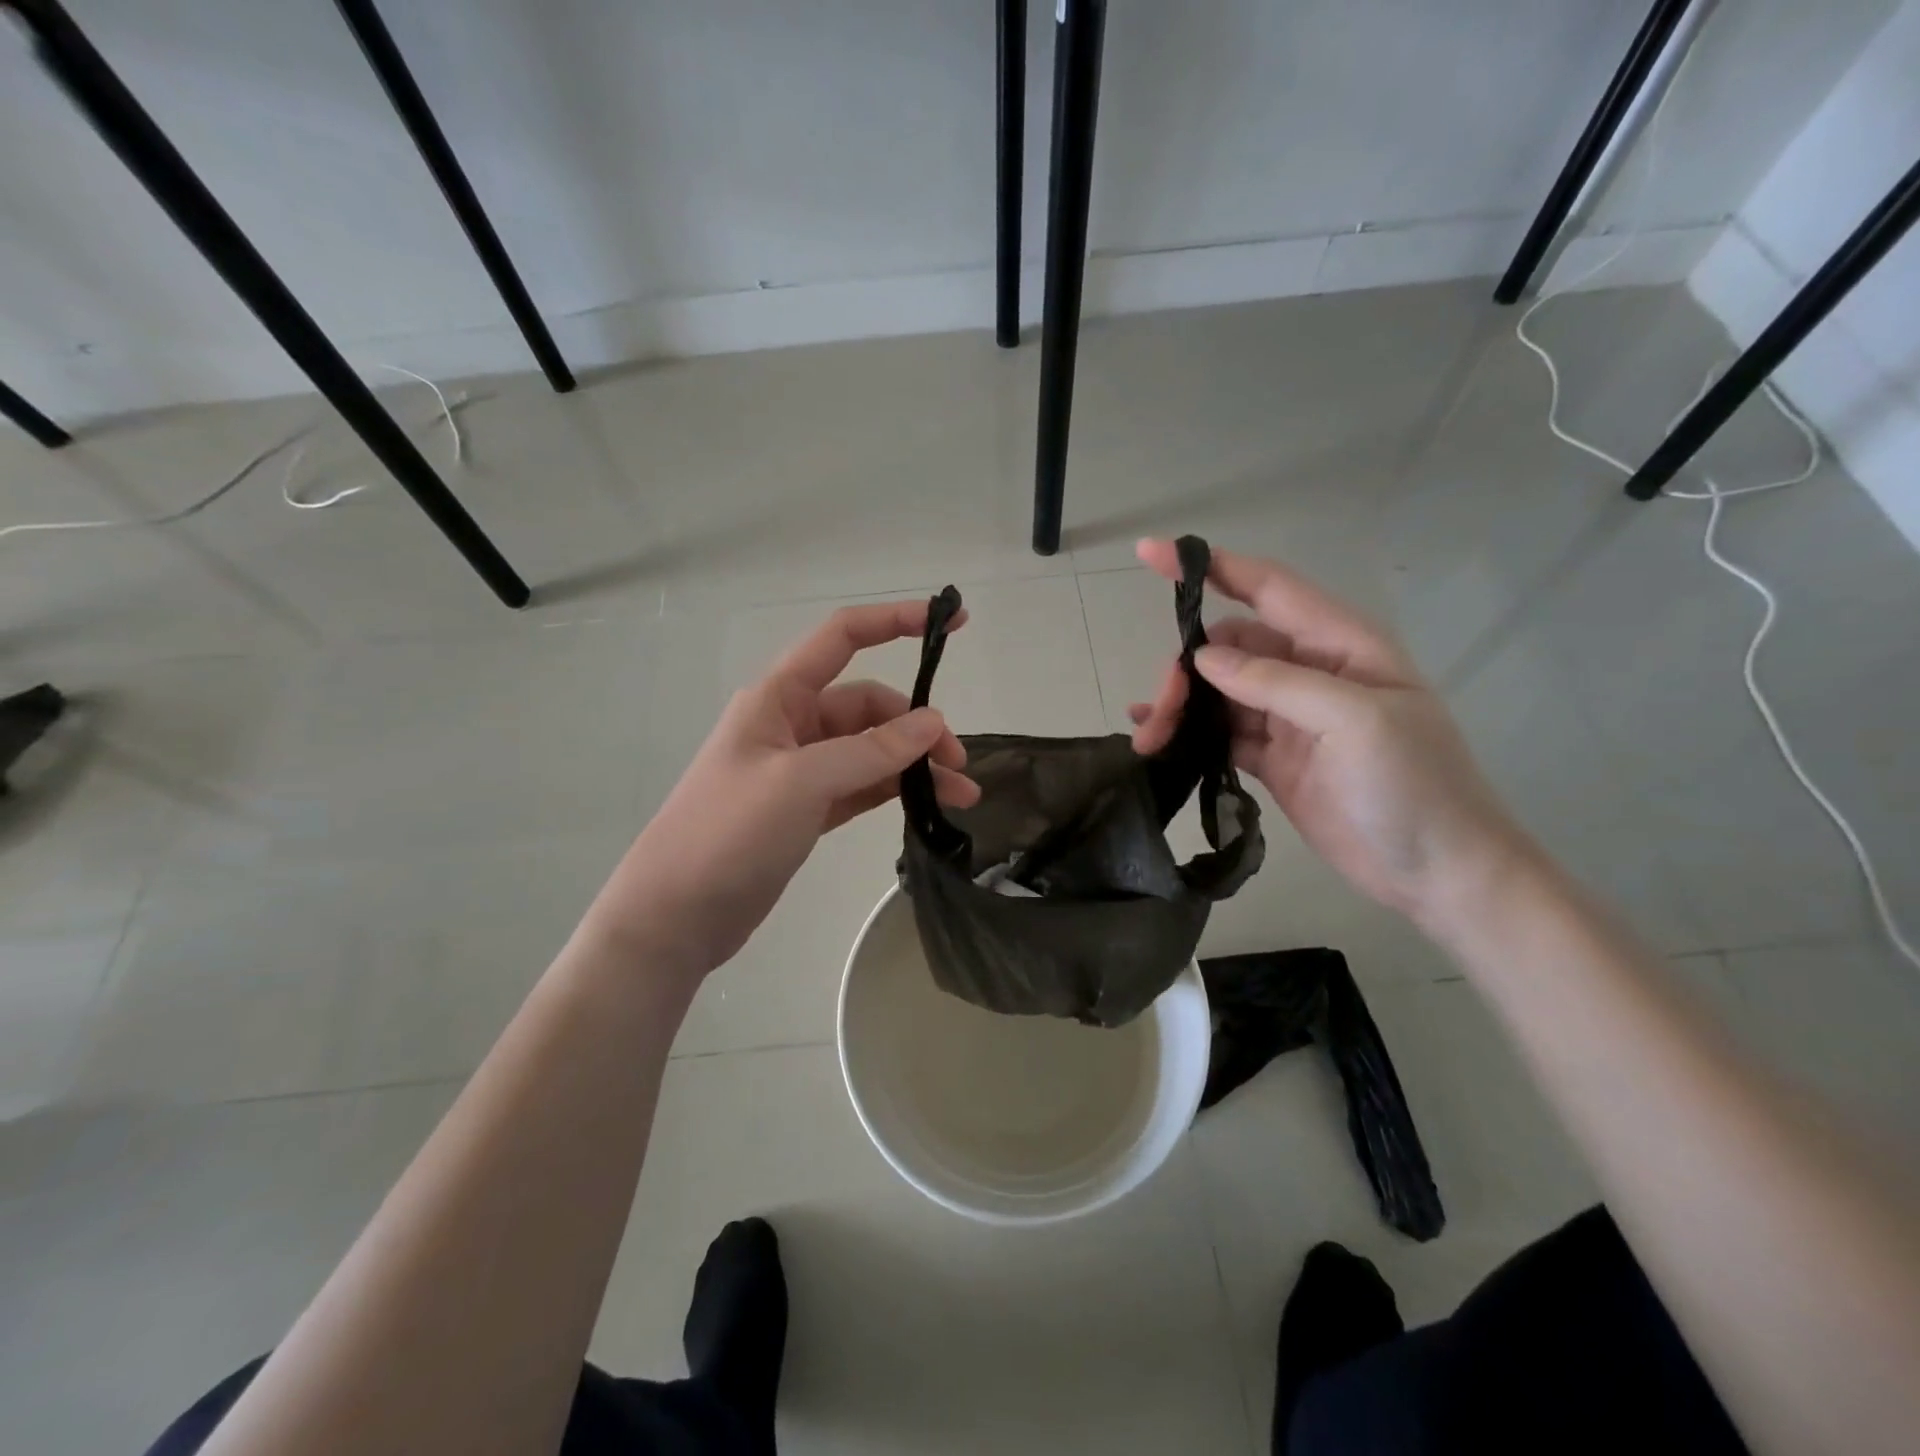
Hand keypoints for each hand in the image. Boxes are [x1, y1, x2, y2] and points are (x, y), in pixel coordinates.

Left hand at [584, 601, 979, 976]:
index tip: (954, 621)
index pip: (843, 638)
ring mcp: (801, 769)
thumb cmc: (727, 833)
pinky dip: (896, 790)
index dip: (897, 621)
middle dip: (917, 726)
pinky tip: (929, 805)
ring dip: (915, 764)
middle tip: (957, 763)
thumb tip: (932, 723)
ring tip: (961, 794)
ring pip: (872, 750)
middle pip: (869, 706)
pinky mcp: (808, 809)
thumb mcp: (801, 782)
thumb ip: (870, 751)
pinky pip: (864, 786)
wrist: (676, 915)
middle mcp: (792, 725)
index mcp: (779, 697)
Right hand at [1128, 539, 1529, 926]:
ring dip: (1179, 707)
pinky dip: (1187, 733)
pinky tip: (1155, 740)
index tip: (1149, 554)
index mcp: (1340, 644)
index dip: (1210, 567)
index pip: (1267, 587)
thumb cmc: (1414, 786)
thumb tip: (1204, 657)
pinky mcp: (1273, 758)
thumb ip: (1276, 681)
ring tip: (1148, 738)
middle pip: (1229, 647)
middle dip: (1186, 668)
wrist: (1439, 873)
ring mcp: (1289, 717)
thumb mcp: (1354, 721)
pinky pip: (1219, 732)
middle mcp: (1310, 671)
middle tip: (1159, 709)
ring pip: (1217, 693)